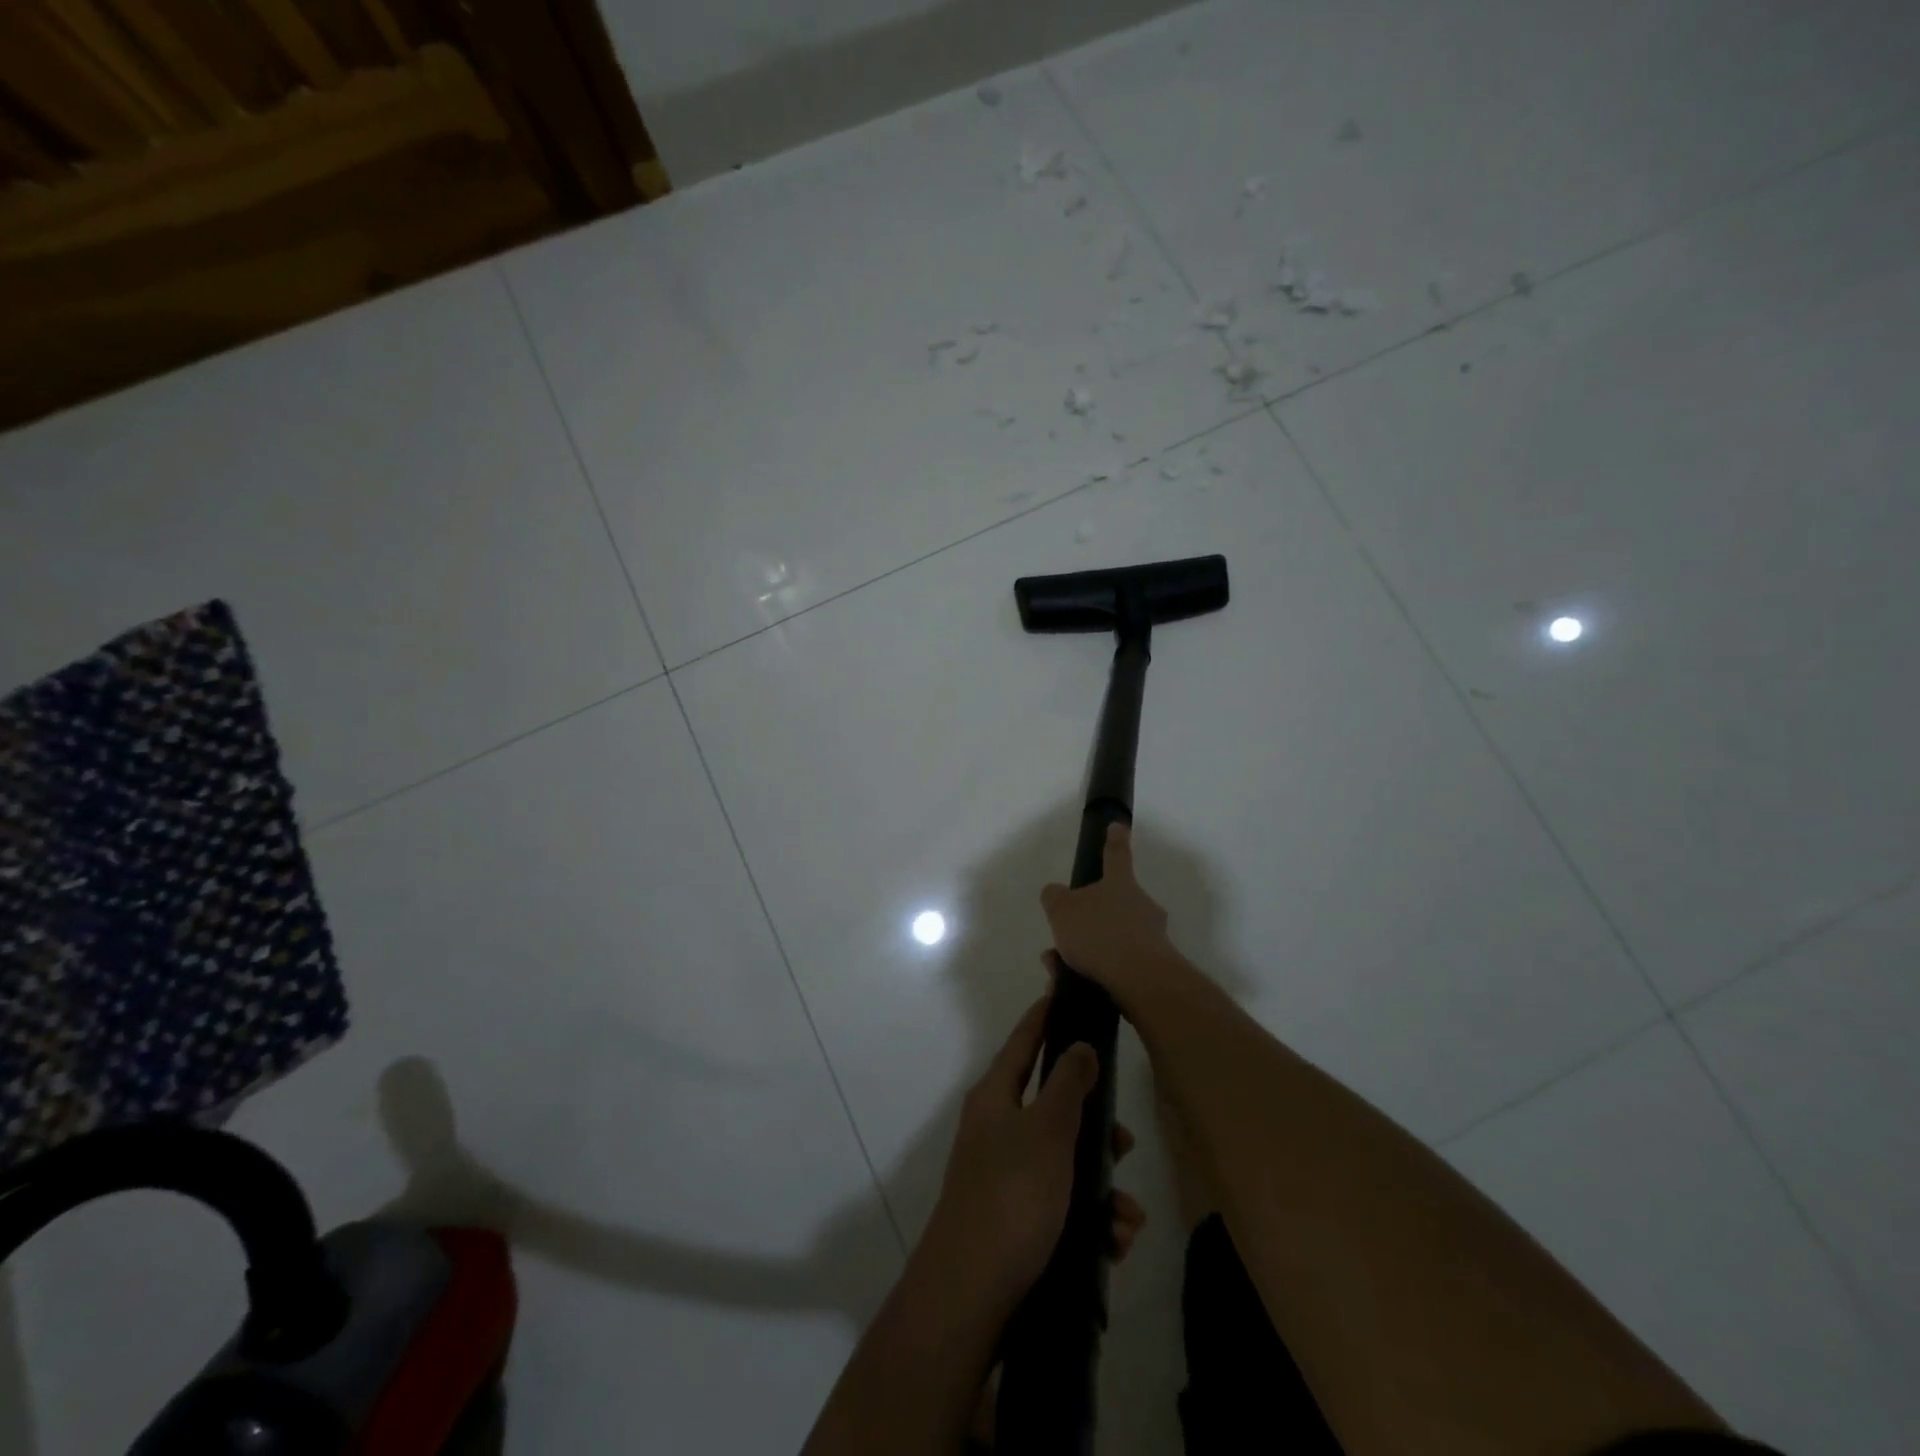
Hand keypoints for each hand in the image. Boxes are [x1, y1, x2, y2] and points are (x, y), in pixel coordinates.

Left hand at [925, 994, 1145, 1314]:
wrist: (971, 1297)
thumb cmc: (1011, 1196)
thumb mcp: (1047, 1131)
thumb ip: (1068, 1084)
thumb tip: (1080, 1044)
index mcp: (996, 1097)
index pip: (1024, 1041)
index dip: (1045, 1016)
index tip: (1065, 993)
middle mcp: (998, 1129)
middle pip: (1054, 1107)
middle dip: (1096, 1127)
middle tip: (1125, 1142)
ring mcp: (1006, 1177)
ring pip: (1066, 1163)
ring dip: (1103, 1188)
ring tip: (1127, 1219)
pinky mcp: (1018, 1221)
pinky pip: (1063, 1206)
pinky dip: (1091, 1221)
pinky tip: (1114, 1245)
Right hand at [1039, 823, 1179, 1010]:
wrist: (1141, 981)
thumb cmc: (1100, 935)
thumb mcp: (1062, 910)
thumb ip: (1055, 898)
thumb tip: (1055, 892)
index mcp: (1120, 884)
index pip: (1116, 855)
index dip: (1115, 840)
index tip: (1119, 826)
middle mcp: (1141, 905)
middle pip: (1115, 902)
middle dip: (1091, 916)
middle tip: (1067, 933)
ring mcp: (1152, 937)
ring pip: (1114, 936)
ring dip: (1089, 948)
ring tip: (1059, 966)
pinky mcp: (1154, 967)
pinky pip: (1119, 963)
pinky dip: (1097, 970)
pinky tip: (1074, 983)